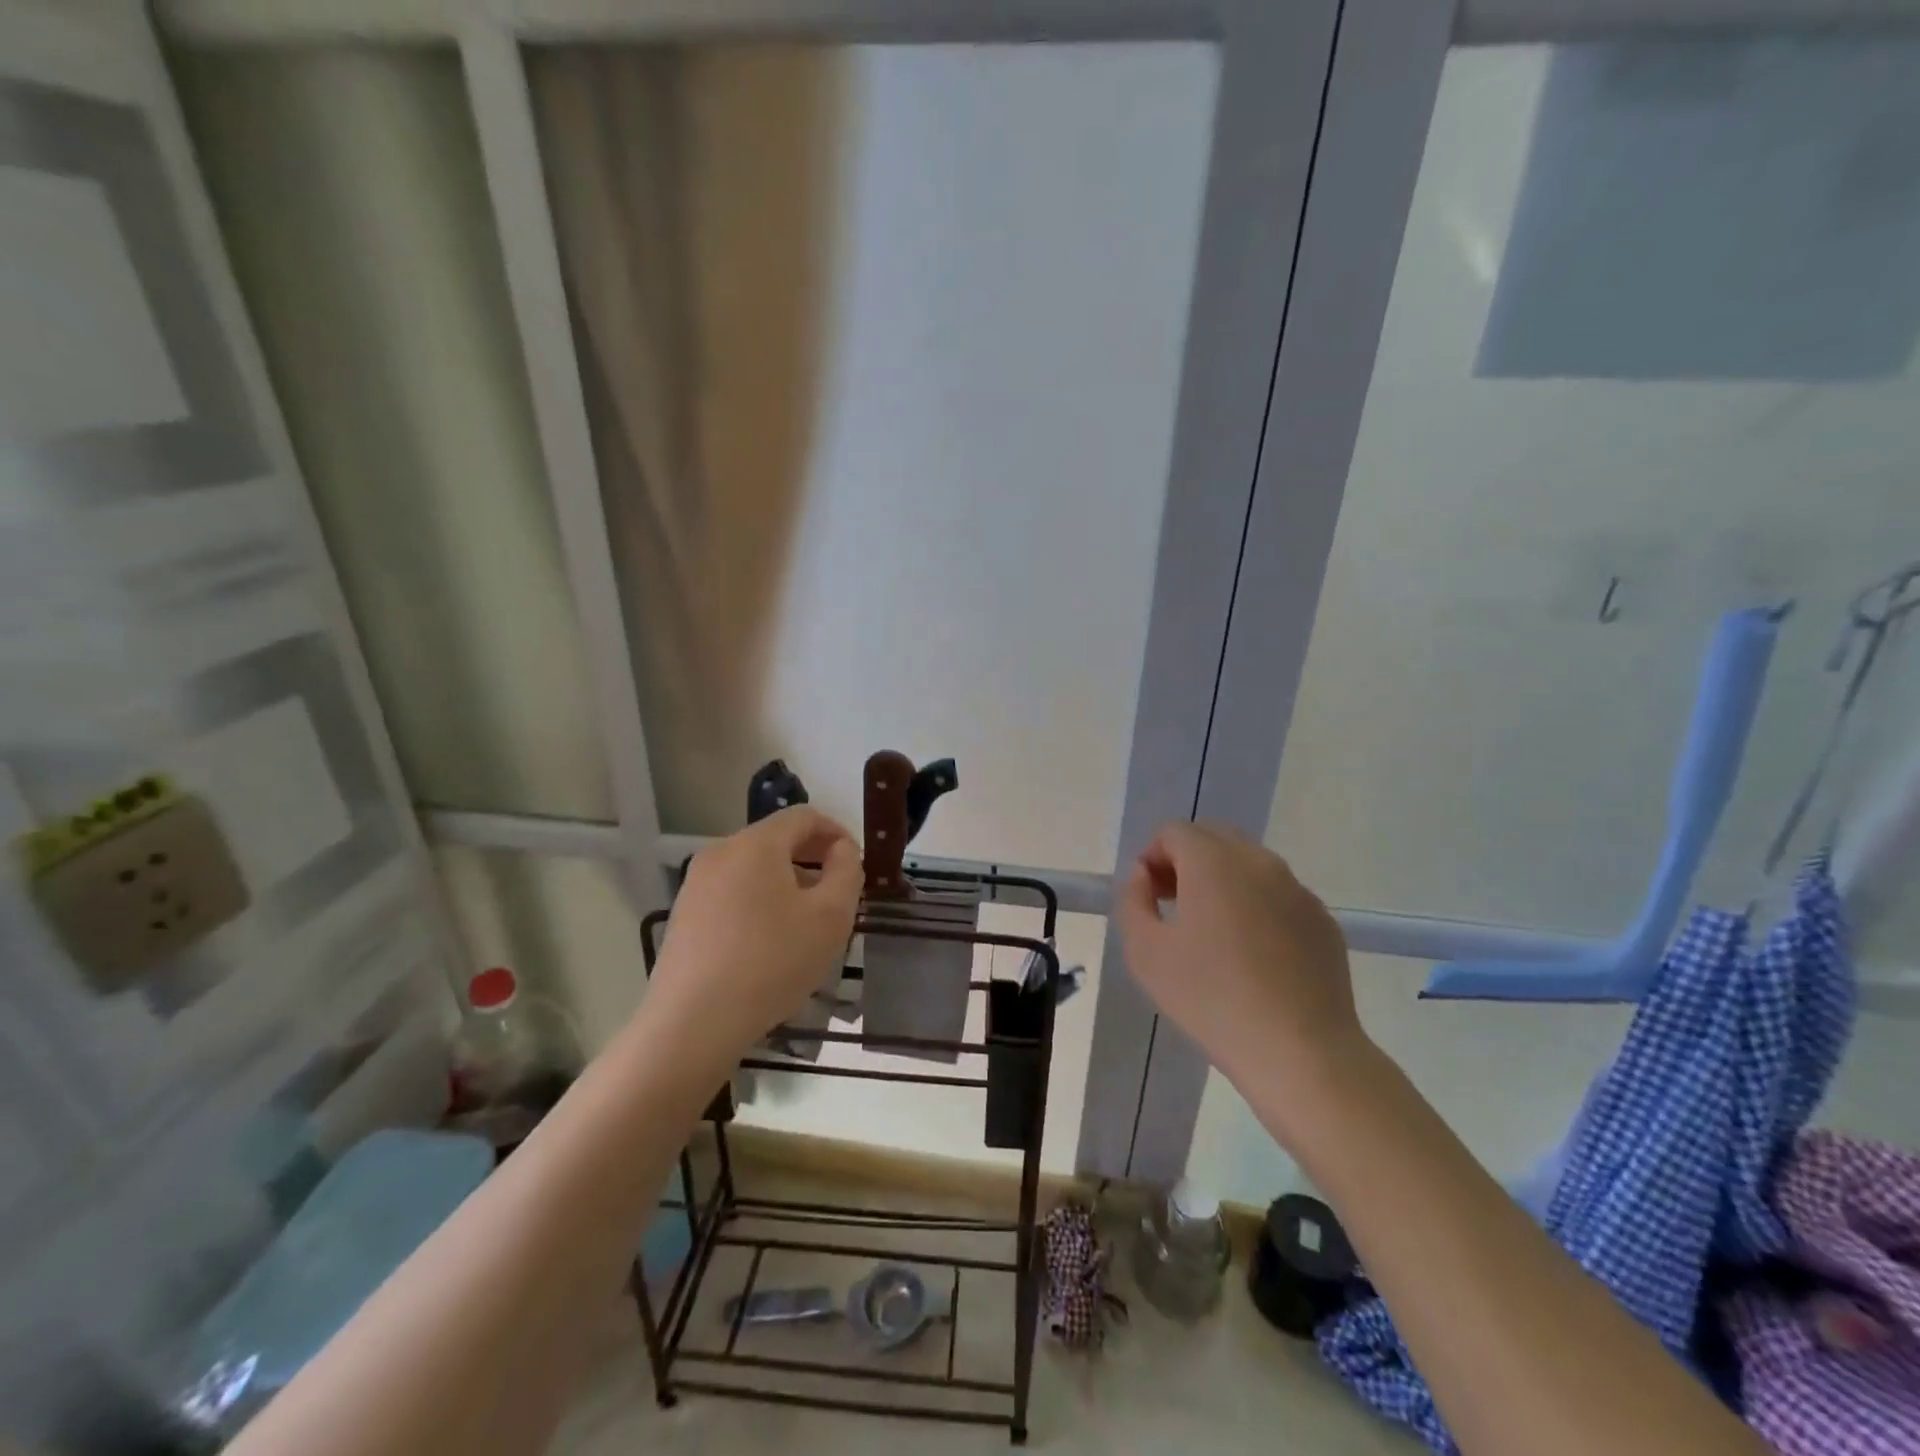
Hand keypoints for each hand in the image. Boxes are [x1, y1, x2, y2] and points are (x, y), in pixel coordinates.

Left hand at [645, 807, 862, 1069]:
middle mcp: (720, 852)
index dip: (837, 833)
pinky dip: (760, 901)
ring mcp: (696, 884)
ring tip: (807, 921)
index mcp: (755, 843)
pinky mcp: (684, 915)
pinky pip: (733, 892)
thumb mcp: (830, 916)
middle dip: (813, 859)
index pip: (804, 816)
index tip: (857, 864)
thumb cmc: (772, 962)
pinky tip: (771, 942)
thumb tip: (842, 851)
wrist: (692, 1024)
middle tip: (838, 894)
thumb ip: (847, 872)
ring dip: (788, 882)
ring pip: (754, 868)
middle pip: (777, 840)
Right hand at [1117, 822, 1369, 1136]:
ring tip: (1212, 934)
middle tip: (1174, 906)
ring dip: (1222, 881)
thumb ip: (1133, 900)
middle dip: (1186, 861)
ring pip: (1249, 864)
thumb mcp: (1145, 952)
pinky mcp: (1322, 921)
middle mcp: (1259, 862)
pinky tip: (1252, 956)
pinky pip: (1278, 895)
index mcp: (1214, 862)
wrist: (1300, 1052)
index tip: (1149, 897)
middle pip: (1214, 838)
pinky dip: (1256, 906)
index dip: (1152, 857)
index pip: (1174, 832)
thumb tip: (1145, 876)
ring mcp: (1297, 890)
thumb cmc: (1211, 998)